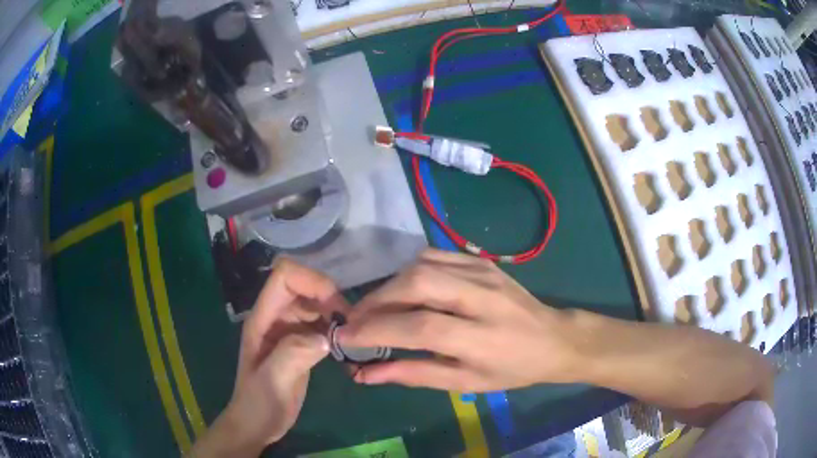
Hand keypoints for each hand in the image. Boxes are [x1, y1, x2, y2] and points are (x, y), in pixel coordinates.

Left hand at [190, 260, 346, 456]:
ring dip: (335, 313)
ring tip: (352, 336)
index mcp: (263, 319)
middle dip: (329, 297)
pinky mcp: (300, 343)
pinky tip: (346, 345)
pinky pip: (320, 323)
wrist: (256, 424)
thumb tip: (325, 338)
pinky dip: (335, 328)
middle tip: (351, 326)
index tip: (335, 307)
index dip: (311, 281)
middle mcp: (275, 318)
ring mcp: (288, 330)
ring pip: (314, 304)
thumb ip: (293, 355)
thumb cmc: (258, 404)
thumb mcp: (272, 381)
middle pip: (303, 286)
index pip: (284, 277)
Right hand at [338, 249, 579, 392]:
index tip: (345, 338)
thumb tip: (366, 374)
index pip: (419, 328)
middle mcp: (483, 297)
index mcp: (482, 338)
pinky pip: (435, 255)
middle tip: (357, 320)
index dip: (376, 330)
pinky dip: (409, 271)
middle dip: (377, 300)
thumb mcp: (465, 383)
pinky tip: (403, 291)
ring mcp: (483, 272)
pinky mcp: (481, 261)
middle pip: (418, 283)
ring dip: (390, 285)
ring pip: (423, 264)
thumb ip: (415, 375)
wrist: (553, 338)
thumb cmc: (511, 369)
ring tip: (375, 307)